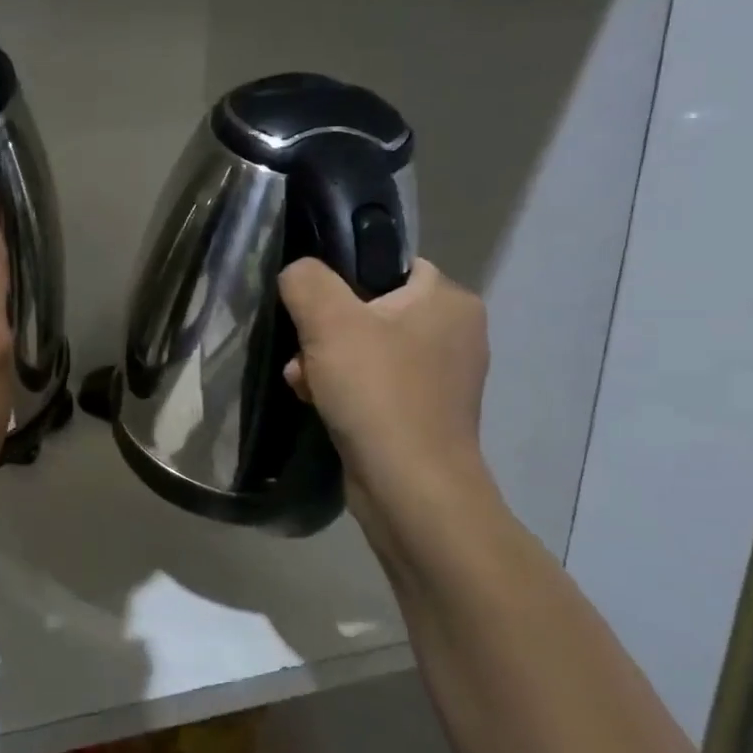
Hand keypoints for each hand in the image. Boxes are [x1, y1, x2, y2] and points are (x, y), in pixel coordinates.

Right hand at [278, 257, 491, 536]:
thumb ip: (307, 281)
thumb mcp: (330, 321)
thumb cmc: (378, 392)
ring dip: (326, 364)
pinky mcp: (424, 415)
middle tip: (304, 356)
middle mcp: (455, 334)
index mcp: (449, 300)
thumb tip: (298, 273)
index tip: (313, 309)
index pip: (388, 265)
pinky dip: (344, 392)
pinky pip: (375, 386)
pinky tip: (319, 405)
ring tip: (304, 385)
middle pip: (370, 311)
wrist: (410, 487)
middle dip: (325, 333)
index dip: (343, 281)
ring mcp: (442, 379)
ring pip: (367, 351)